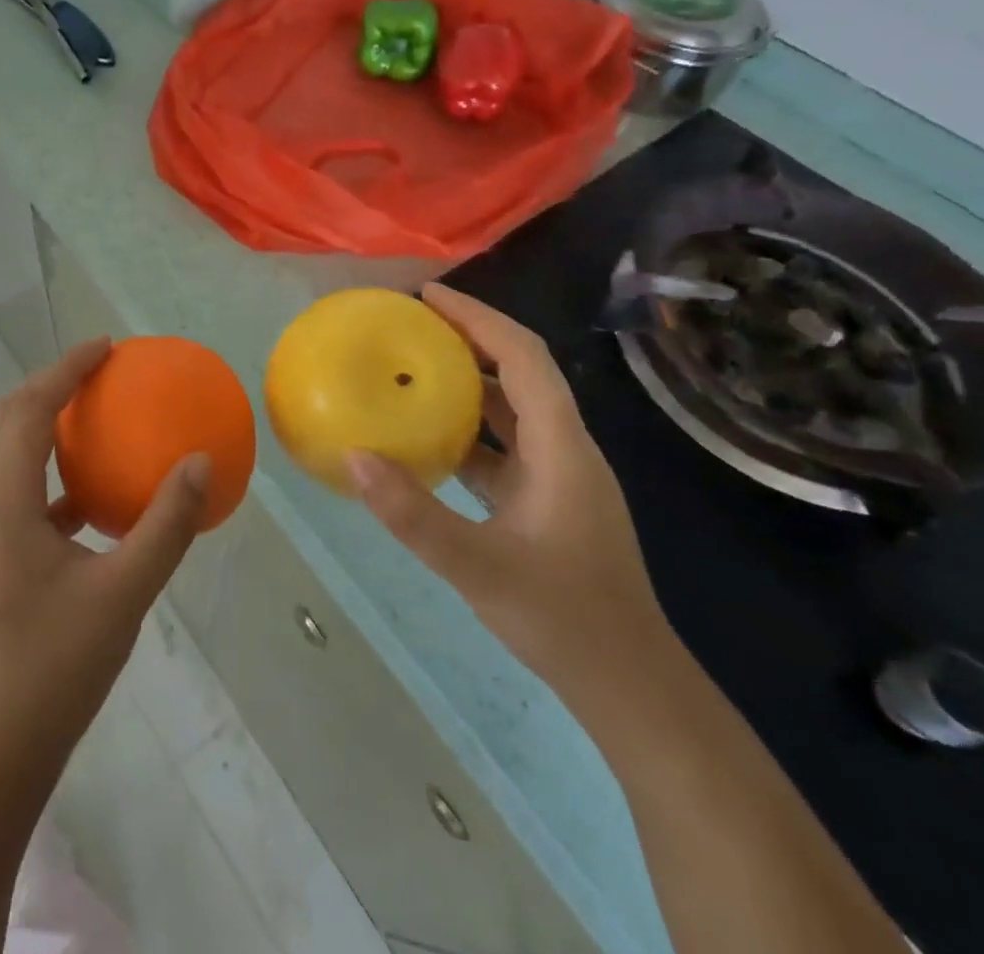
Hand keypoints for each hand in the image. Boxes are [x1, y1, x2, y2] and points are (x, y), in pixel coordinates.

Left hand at [0, 339, 208, 758]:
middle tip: (99, 371)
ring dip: (47, 423)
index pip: (30, 410)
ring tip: (95, 416)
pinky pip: (25, 491)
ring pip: (12, 454)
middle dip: (51, 385)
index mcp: (6, 502)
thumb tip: (200, 462)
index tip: (105, 348)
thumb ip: (166, 525)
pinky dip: (56, 472)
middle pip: (9, 420)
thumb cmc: (56, 665)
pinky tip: (94, 495)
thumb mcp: (125, 591)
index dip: (65, 370)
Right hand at [348, 284, 671, 693]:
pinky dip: (469, 429)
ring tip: (413, 369)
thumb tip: (354, 457)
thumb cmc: (564, 619)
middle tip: (411, 326)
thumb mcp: (478, 566)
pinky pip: (504, 446)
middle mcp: (565, 449)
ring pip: (512, 409)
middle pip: (520, 372)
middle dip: (469, 339)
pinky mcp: (547, 502)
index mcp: (561, 447)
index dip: (478, 318)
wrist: (630, 686)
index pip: (523, 357)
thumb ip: (413, 513)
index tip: (429, 296)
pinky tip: (428, 439)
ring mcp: (559, 477)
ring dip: (468, 382)